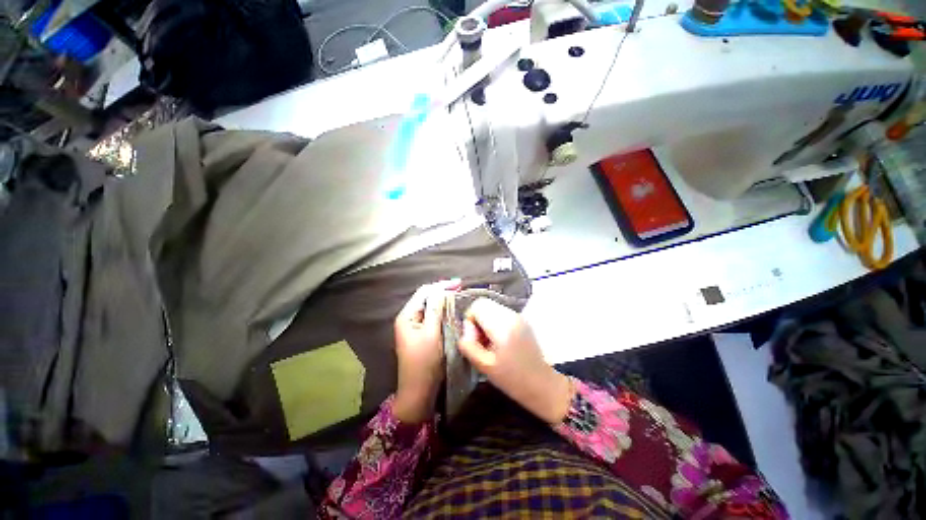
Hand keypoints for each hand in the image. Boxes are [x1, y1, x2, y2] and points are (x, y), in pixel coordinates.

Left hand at [392, 280, 459, 422]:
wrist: (418, 391)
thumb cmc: (424, 362)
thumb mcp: (431, 334)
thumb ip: (435, 310)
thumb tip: (441, 290)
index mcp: (407, 316)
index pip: (424, 292)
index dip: (440, 286)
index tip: (458, 283)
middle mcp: (408, 318)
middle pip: (426, 298)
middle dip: (442, 291)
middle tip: (460, 288)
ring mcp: (414, 326)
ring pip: (429, 307)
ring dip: (443, 300)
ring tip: (458, 295)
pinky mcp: (420, 334)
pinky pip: (431, 316)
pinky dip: (442, 311)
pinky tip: (451, 309)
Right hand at [457, 298, 572, 423]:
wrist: (542, 384)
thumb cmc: (512, 379)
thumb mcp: (484, 366)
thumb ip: (469, 345)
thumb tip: (465, 331)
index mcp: (502, 326)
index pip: (478, 306)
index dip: (470, 320)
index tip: (473, 339)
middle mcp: (511, 315)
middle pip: (484, 304)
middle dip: (477, 319)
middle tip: (480, 341)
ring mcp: (518, 316)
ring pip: (492, 307)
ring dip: (485, 321)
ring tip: (489, 342)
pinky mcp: (522, 320)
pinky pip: (501, 313)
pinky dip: (494, 322)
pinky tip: (498, 341)